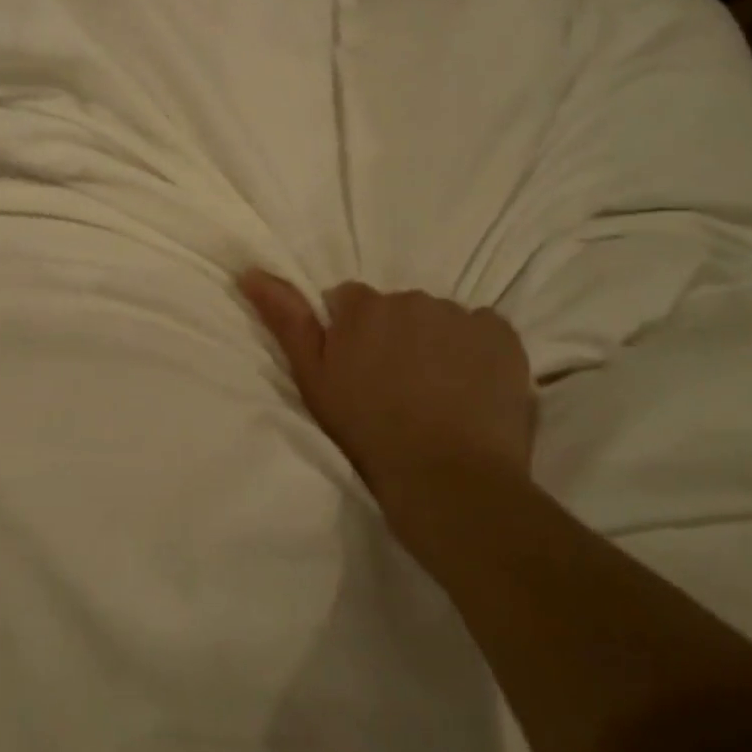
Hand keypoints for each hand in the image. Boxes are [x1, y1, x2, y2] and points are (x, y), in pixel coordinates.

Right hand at [239, 272, 536, 511]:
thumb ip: (285, 319)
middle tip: (398, 389)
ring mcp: (459, 315)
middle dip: (395, 336)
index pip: (350, 301)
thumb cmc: (368, 433)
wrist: (448, 480)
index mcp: (362, 308)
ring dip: (435, 344)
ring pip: (439, 320)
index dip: (352, 335)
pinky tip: (472, 389)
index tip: (358, 371)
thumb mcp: (313, 379)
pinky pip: (482, 331)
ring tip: (438, 394)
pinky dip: (476, 352)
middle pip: (397, 309)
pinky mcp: (502, 335)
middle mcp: (410, 298)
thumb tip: (249, 271)